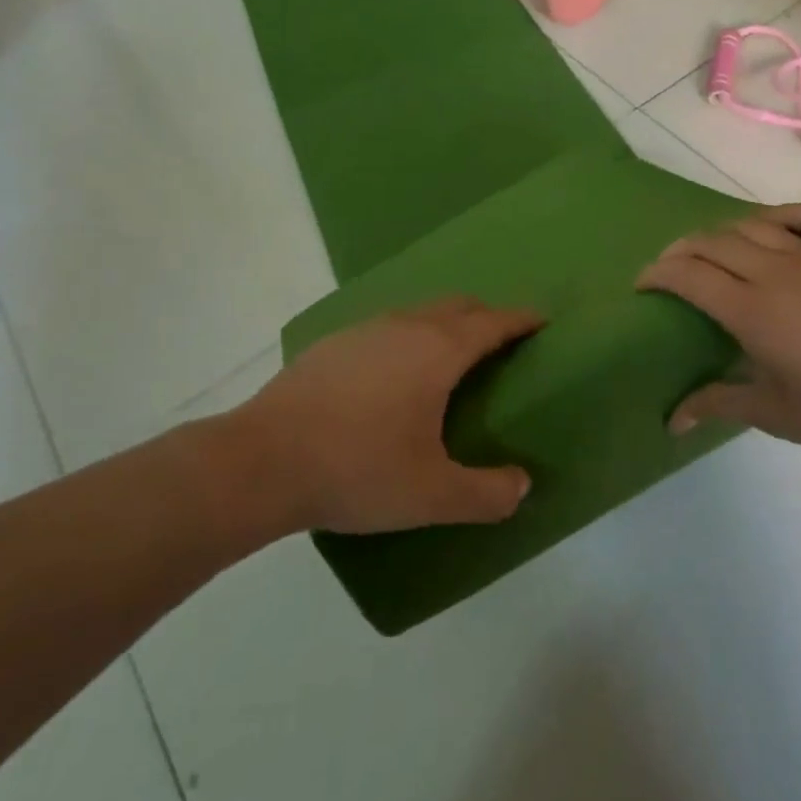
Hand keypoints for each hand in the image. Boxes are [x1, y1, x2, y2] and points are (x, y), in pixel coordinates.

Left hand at [236, 299, 542, 533]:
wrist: (261, 461)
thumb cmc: (358, 469)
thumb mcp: (431, 495)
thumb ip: (486, 493)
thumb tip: (521, 486)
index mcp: (438, 351)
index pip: (492, 322)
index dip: (520, 319)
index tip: (540, 319)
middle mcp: (404, 327)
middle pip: (457, 305)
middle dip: (485, 316)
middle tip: (500, 339)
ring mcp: (363, 331)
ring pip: (417, 313)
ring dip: (443, 324)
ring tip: (449, 357)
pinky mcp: (330, 345)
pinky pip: (385, 329)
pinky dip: (406, 338)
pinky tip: (391, 374)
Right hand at [638, 205, 800, 467]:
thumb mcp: (772, 413)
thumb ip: (716, 404)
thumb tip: (671, 421)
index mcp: (752, 311)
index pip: (688, 276)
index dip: (657, 274)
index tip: (643, 285)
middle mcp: (777, 273)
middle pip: (712, 243)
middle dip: (680, 251)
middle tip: (670, 269)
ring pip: (754, 225)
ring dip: (723, 234)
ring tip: (714, 251)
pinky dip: (782, 216)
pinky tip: (773, 228)